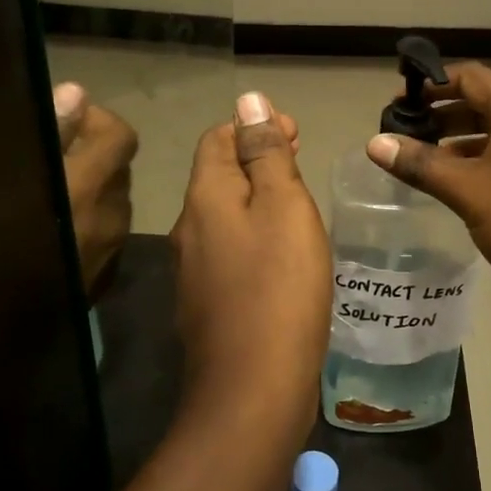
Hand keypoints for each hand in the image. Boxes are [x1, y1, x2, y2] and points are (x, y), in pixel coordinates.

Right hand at [55, 83, 138, 295]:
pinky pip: (103, 238)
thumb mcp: (5, 173)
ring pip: (111, 205)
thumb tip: (77, 95)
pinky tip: (50, 233)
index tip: (65, 119)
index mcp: (89, 186)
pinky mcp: (100, 283)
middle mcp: (110, 217)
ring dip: (89, 190)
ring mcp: (109, 254)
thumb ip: (48, 132)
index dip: (98, 120)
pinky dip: (86, 224)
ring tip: (43, 195)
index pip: (122, 137)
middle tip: (48, 155)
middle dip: (91, 154)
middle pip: (118, 169)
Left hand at [171, 92, 329, 436]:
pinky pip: (230, 251)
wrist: (253, 389)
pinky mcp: (208, 303)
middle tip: (301, 158)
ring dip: (257, 196)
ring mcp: (194, 270)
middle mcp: (189, 228)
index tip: (296, 132)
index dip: (253, 125)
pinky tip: (284, 253)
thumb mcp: (283, 206)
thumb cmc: (279, 286)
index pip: (217, 138)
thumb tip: (248, 100)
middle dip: (257, 158)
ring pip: (224, 215)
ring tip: (298, 202)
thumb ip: (266, 153)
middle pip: (218, 175)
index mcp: (205, 197)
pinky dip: (255, 235)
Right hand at [366, 62, 490, 329]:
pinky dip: (475, 169)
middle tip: (402, 134)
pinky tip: (449, 189)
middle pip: (482, 106)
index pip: (473, 78)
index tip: (400, 101)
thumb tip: (374, 143)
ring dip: (456, 145)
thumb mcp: (468, 190)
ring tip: (418, 162)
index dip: (434, 83)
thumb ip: (421, 164)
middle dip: (441, 116)